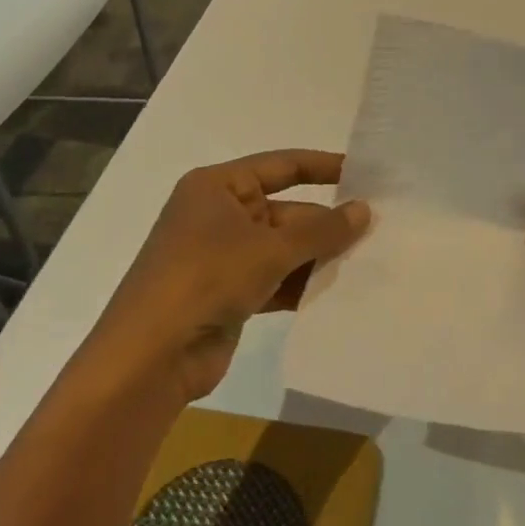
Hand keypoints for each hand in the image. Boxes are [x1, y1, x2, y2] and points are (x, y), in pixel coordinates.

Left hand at [97, 150, 368, 408]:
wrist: (148, 360)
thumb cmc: (205, 279)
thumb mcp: (269, 249)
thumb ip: (321, 230)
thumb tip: (364, 210)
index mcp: (217, 187)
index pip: (281, 165)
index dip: (323, 166)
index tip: (364, 173)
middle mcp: (218, 215)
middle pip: (285, 211)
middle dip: (325, 224)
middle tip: (375, 230)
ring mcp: (221, 256)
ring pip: (282, 248)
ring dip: (317, 257)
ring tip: (365, 262)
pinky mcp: (226, 294)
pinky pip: (274, 279)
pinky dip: (300, 284)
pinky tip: (336, 292)